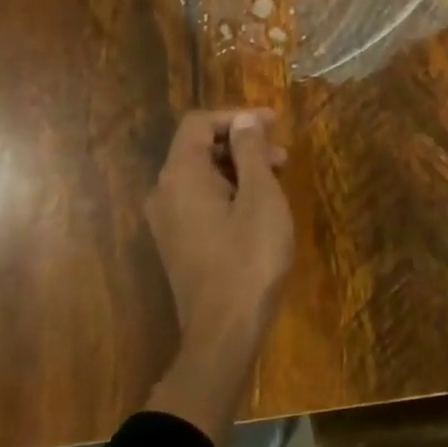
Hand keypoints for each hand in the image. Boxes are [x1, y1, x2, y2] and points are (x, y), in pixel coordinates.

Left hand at [143, 108, 294, 446]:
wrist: (224, 331)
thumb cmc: (249, 258)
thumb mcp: (261, 198)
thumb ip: (251, 153)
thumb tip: (245, 119)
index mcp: (181, 176)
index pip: (199, 124)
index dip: (237, 116)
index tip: (275, 123)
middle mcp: (164, 193)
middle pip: (199, 148)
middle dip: (242, 143)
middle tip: (282, 155)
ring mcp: (167, 221)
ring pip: (202, 176)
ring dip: (239, 168)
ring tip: (277, 180)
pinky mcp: (178, 243)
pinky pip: (201, 201)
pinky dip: (229, 191)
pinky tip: (259, 207)